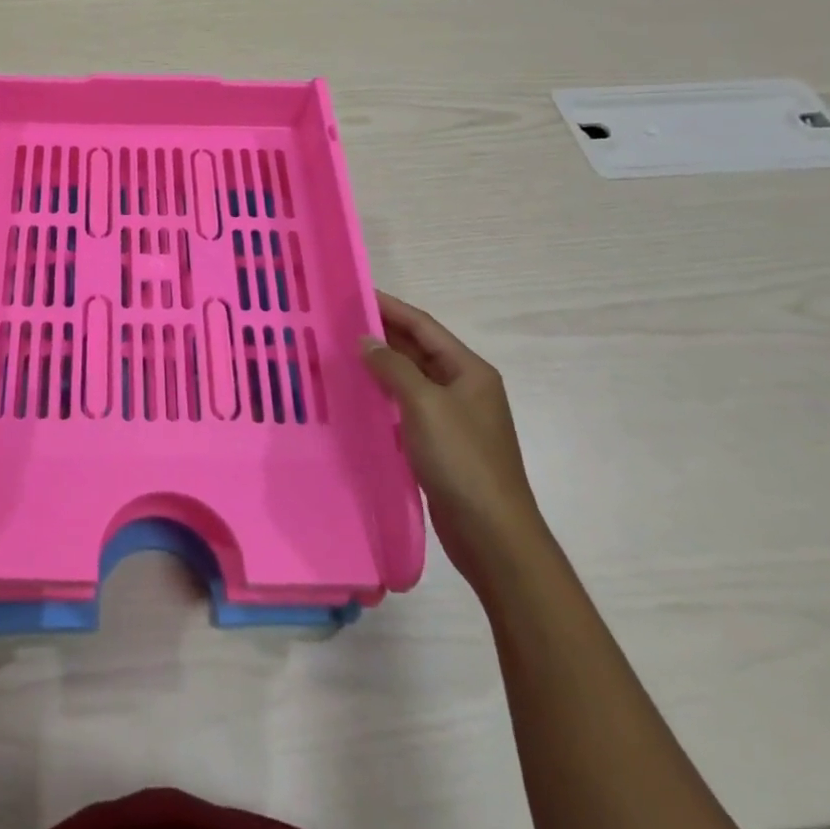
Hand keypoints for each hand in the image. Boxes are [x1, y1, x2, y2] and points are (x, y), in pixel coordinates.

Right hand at [362, 290, 547, 596]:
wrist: (492, 535)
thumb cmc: (462, 460)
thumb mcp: (424, 405)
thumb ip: (393, 368)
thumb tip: (366, 341)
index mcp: (469, 371)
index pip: (423, 326)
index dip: (389, 307)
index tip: (354, 293)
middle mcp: (464, 388)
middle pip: (417, 350)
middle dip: (381, 335)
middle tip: (338, 322)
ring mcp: (453, 418)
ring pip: (410, 380)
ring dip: (379, 366)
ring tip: (339, 354)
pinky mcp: (440, 445)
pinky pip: (406, 408)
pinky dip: (383, 397)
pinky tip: (356, 396)